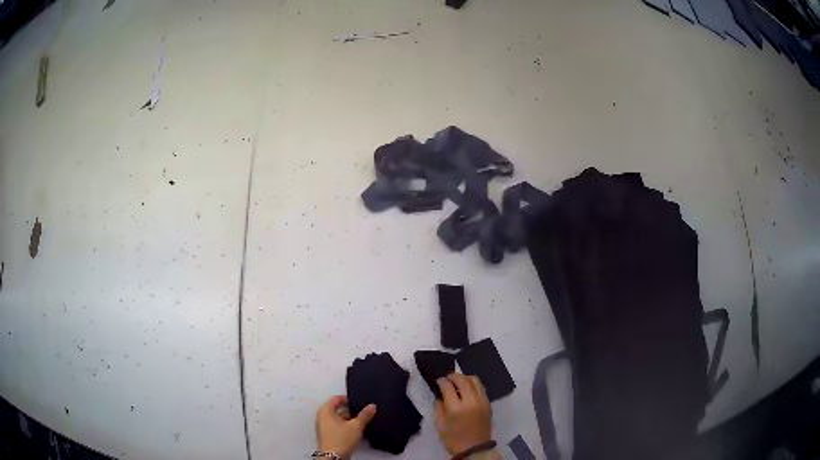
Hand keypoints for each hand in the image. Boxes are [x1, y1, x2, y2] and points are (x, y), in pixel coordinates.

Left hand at [315, 395, 376, 458]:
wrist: (334, 457)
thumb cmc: (339, 441)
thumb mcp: (356, 426)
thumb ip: (365, 415)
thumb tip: (371, 407)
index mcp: (325, 411)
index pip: (336, 399)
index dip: (348, 399)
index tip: (358, 401)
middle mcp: (322, 417)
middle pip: (337, 409)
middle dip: (350, 410)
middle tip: (361, 412)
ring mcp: (324, 427)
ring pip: (338, 419)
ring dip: (349, 420)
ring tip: (360, 422)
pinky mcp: (328, 435)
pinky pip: (338, 427)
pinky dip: (346, 427)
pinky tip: (355, 431)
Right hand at [435, 373, 492, 455]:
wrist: (475, 449)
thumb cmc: (454, 440)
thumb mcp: (440, 426)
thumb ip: (439, 408)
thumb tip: (440, 396)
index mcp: (456, 409)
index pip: (448, 387)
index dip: (441, 381)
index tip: (438, 381)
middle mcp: (471, 402)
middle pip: (462, 380)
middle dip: (453, 376)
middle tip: (446, 378)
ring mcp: (482, 401)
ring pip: (475, 380)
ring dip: (464, 378)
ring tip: (458, 382)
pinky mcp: (488, 403)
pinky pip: (481, 388)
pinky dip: (473, 384)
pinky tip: (467, 389)